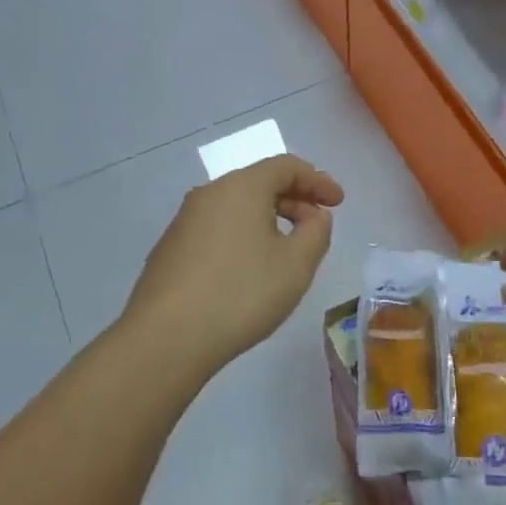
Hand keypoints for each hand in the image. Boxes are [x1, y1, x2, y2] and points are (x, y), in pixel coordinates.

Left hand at [120, 154, 344, 381]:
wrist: (166, 337)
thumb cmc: (241, 294)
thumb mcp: (296, 264)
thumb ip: (316, 232)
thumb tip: (313, 216)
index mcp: (241, 187)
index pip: (286, 166)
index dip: (318, 180)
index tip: (339, 203)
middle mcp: (208, 194)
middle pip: (259, 183)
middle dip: (294, 200)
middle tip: (317, 228)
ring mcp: (184, 221)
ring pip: (236, 207)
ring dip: (268, 219)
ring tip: (287, 251)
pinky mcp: (170, 249)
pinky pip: (217, 229)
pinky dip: (243, 237)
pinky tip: (249, 270)